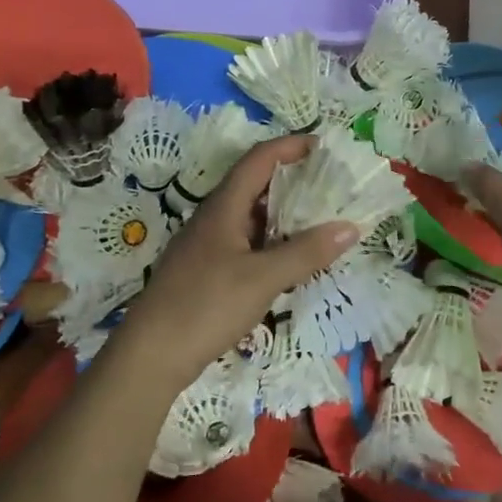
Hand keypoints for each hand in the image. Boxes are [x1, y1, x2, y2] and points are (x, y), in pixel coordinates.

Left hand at [110, 135, 357, 394]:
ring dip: (282, 213)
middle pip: (255, 184)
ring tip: (318, 218)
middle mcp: (213, 218)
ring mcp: (206, 245)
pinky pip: (245, 242)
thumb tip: (350, 227)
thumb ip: (306, 252)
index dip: (290, 146)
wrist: (150, 355)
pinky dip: (271, 241)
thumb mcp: (263, 278)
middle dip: (292, 179)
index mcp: (223, 207)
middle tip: (330, 184)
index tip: (324, 146)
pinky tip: (289, 259)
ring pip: (250, 216)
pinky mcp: (205, 271)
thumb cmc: (206, 305)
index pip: (259, 159)